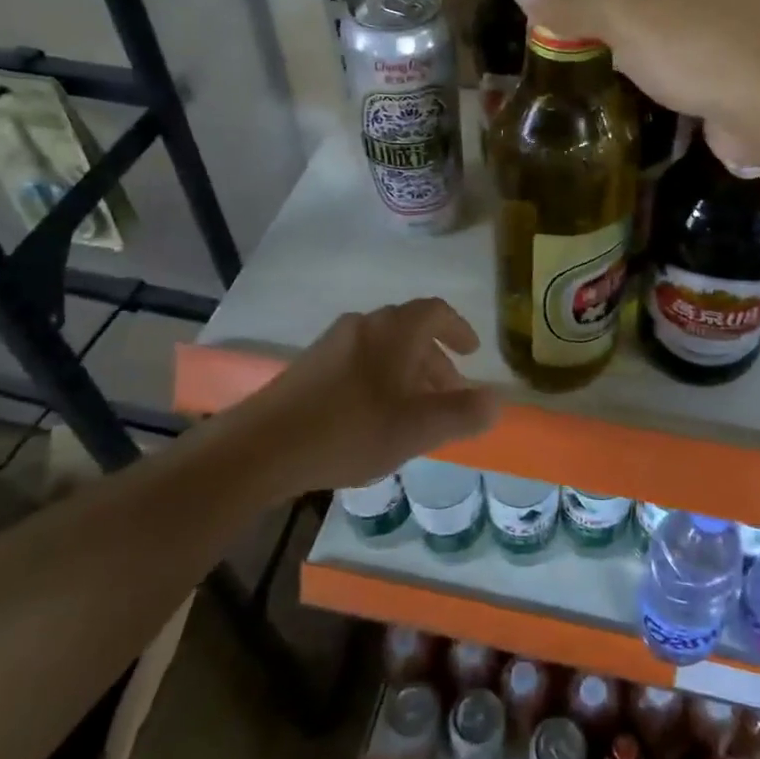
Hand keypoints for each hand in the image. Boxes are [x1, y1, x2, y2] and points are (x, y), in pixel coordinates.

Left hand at [243, 299, 498, 490]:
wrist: (263, 446)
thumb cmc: (351, 430)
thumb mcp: (417, 428)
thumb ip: (462, 413)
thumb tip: (496, 401)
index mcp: (394, 330)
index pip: (436, 311)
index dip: (458, 329)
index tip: (472, 353)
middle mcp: (364, 325)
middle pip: (410, 331)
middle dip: (435, 360)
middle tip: (448, 394)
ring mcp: (333, 343)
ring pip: (383, 348)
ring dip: (407, 372)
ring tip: (414, 411)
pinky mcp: (310, 365)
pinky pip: (359, 361)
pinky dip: (380, 379)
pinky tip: (375, 417)